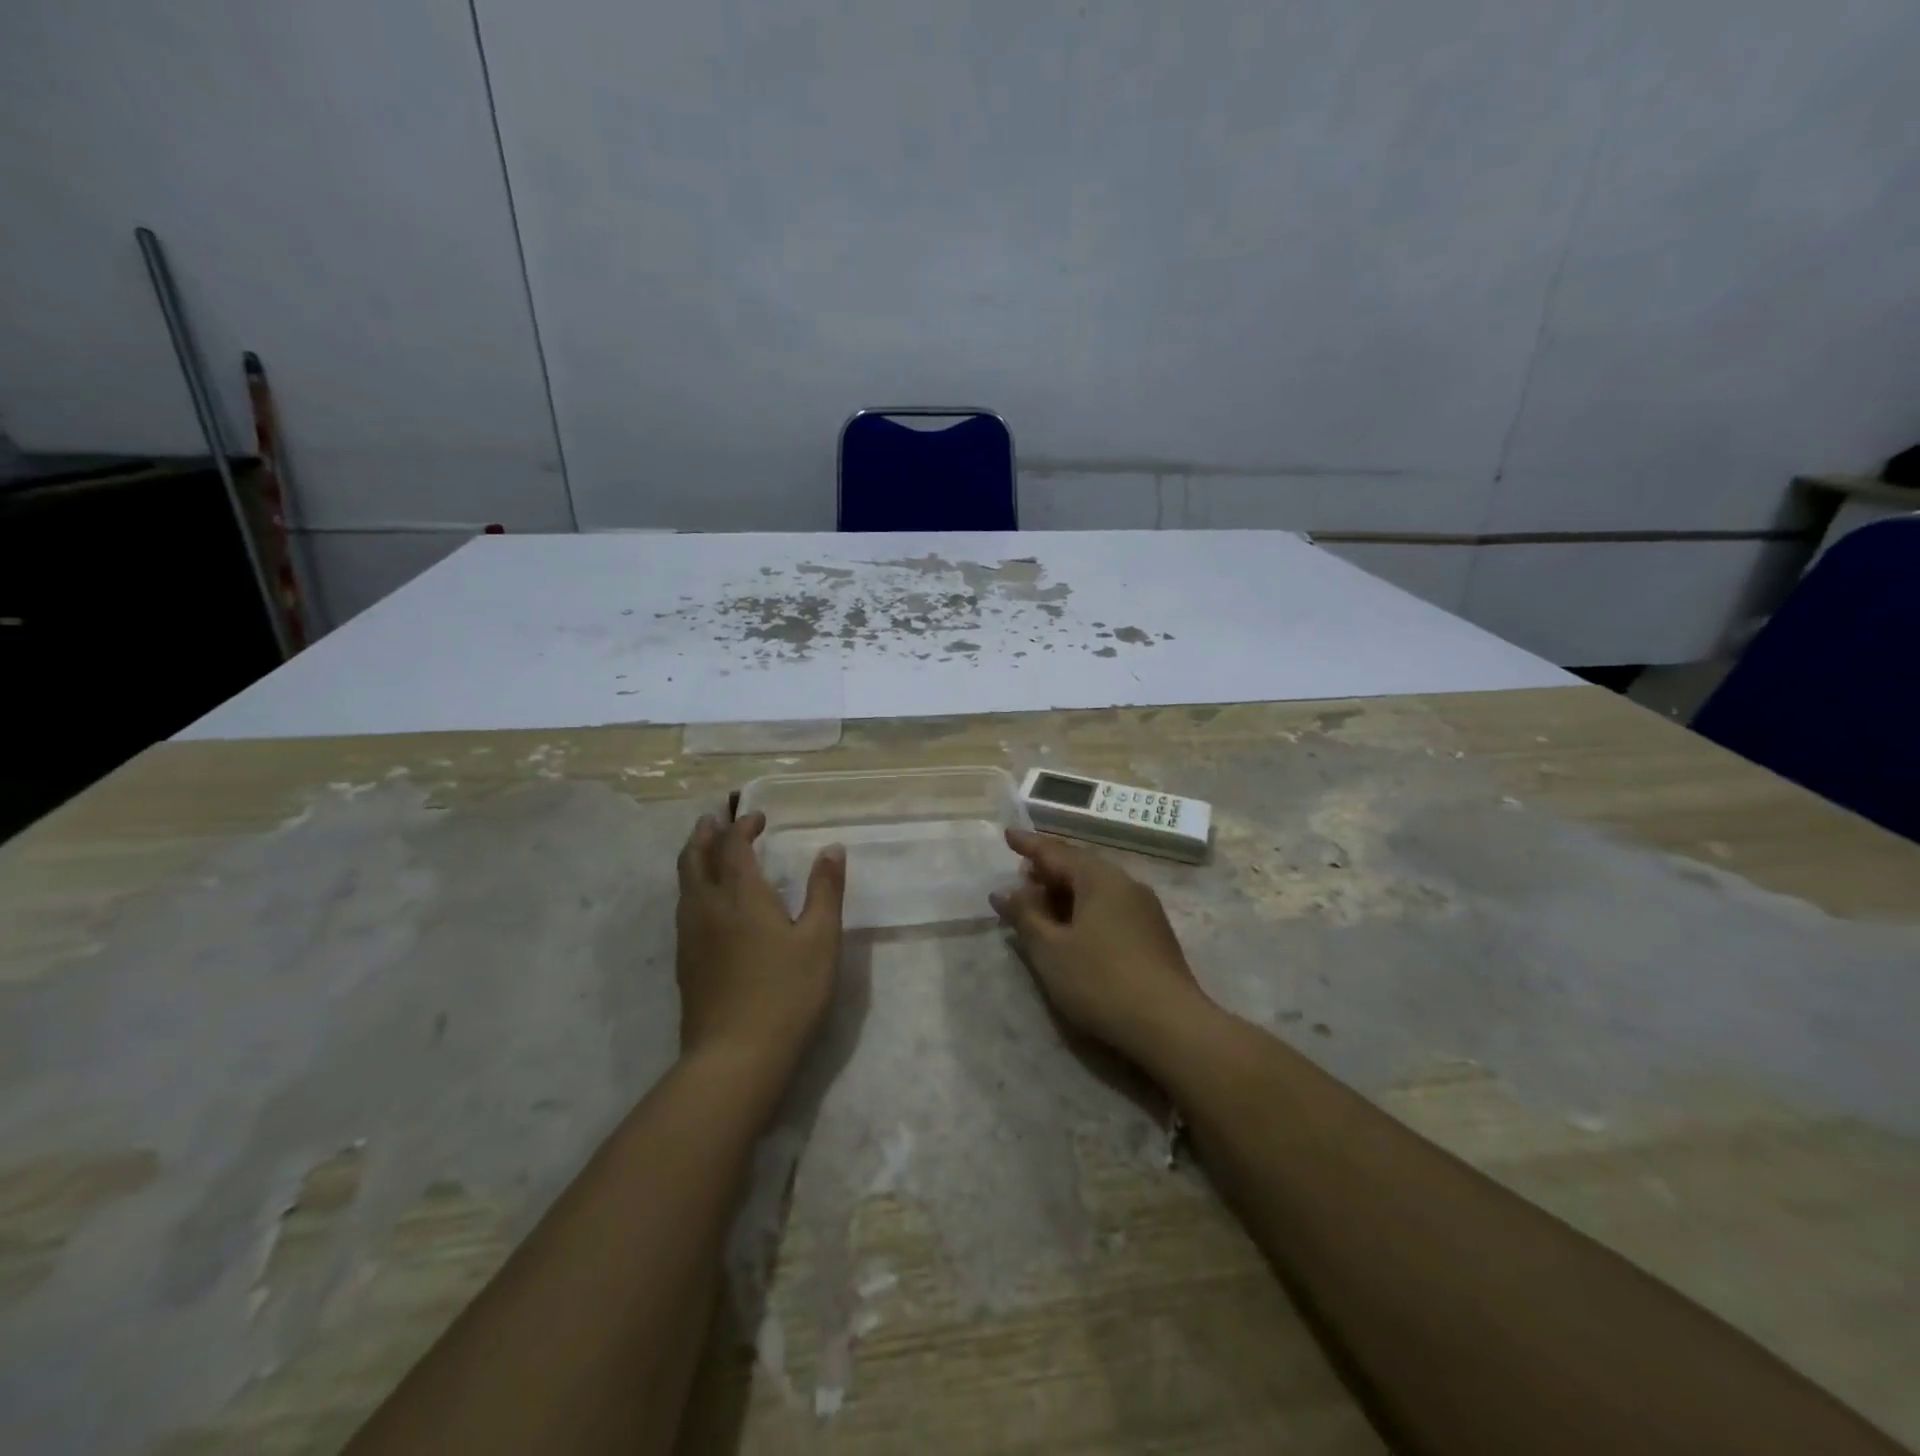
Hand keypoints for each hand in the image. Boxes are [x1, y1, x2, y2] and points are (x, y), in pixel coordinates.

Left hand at [675, 811, 845, 1082]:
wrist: (735, 1057)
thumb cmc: (787, 993)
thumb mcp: (820, 939)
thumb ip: (825, 890)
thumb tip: (831, 848)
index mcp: (741, 895)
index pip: (733, 846)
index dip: (742, 826)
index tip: (758, 818)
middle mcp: (707, 907)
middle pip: (695, 858)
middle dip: (705, 834)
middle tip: (714, 819)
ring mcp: (690, 937)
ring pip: (684, 884)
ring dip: (694, 858)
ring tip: (705, 850)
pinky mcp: (685, 964)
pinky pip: (683, 909)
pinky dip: (692, 888)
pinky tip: (706, 904)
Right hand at [991, 828, 1214, 1068]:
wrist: (1170, 1025)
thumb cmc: (1100, 980)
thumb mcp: (1050, 949)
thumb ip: (1025, 915)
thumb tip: (1005, 891)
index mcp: (1099, 878)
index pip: (1056, 852)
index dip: (1029, 845)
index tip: (1008, 835)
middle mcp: (1125, 884)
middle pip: (1079, 867)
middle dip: (1047, 870)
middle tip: (1020, 876)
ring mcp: (1145, 909)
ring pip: (1096, 888)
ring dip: (1065, 892)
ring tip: (1041, 904)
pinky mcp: (1154, 934)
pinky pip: (1110, 907)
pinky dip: (1084, 909)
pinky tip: (1074, 929)